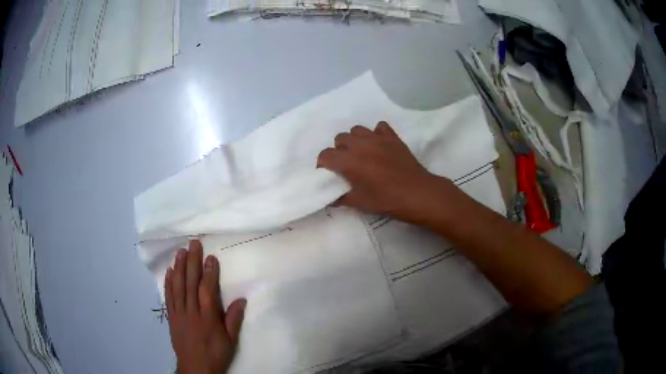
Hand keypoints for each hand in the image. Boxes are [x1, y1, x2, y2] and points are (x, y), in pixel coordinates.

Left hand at [164, 240, 246, 373]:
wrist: (195, 368)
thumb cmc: (216, 354)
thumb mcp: (231, 341)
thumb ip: (234, 320)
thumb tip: (241, 299)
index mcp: (208, 318)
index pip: (207, 290)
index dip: (209, 272)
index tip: (211, 256)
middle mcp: (192, 312)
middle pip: (191, 283)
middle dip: (193, 262)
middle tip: (193, 243)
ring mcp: (179, 313)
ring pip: (178, 286)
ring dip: (179, 267)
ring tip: (181, 251)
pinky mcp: (171, 317)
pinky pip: (169, 297)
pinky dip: (168, 283)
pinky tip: (169, 271)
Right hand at [317, 122, 450, 222]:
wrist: (417, 193)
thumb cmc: (387, 200)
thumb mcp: (360, 203)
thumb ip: (341, 198)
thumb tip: (330, 199)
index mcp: (349, 161)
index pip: (325, 154)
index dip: (323, 164)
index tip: (328, 173)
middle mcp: (360, 144)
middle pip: (340, 138)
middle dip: (339, 150)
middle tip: (346, 164)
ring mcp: (377, 138)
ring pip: (357, 130)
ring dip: (355, 140)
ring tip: (361, 153)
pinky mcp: (393, 137)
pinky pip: (379, 127)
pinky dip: (376, 134)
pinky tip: (379, 145)